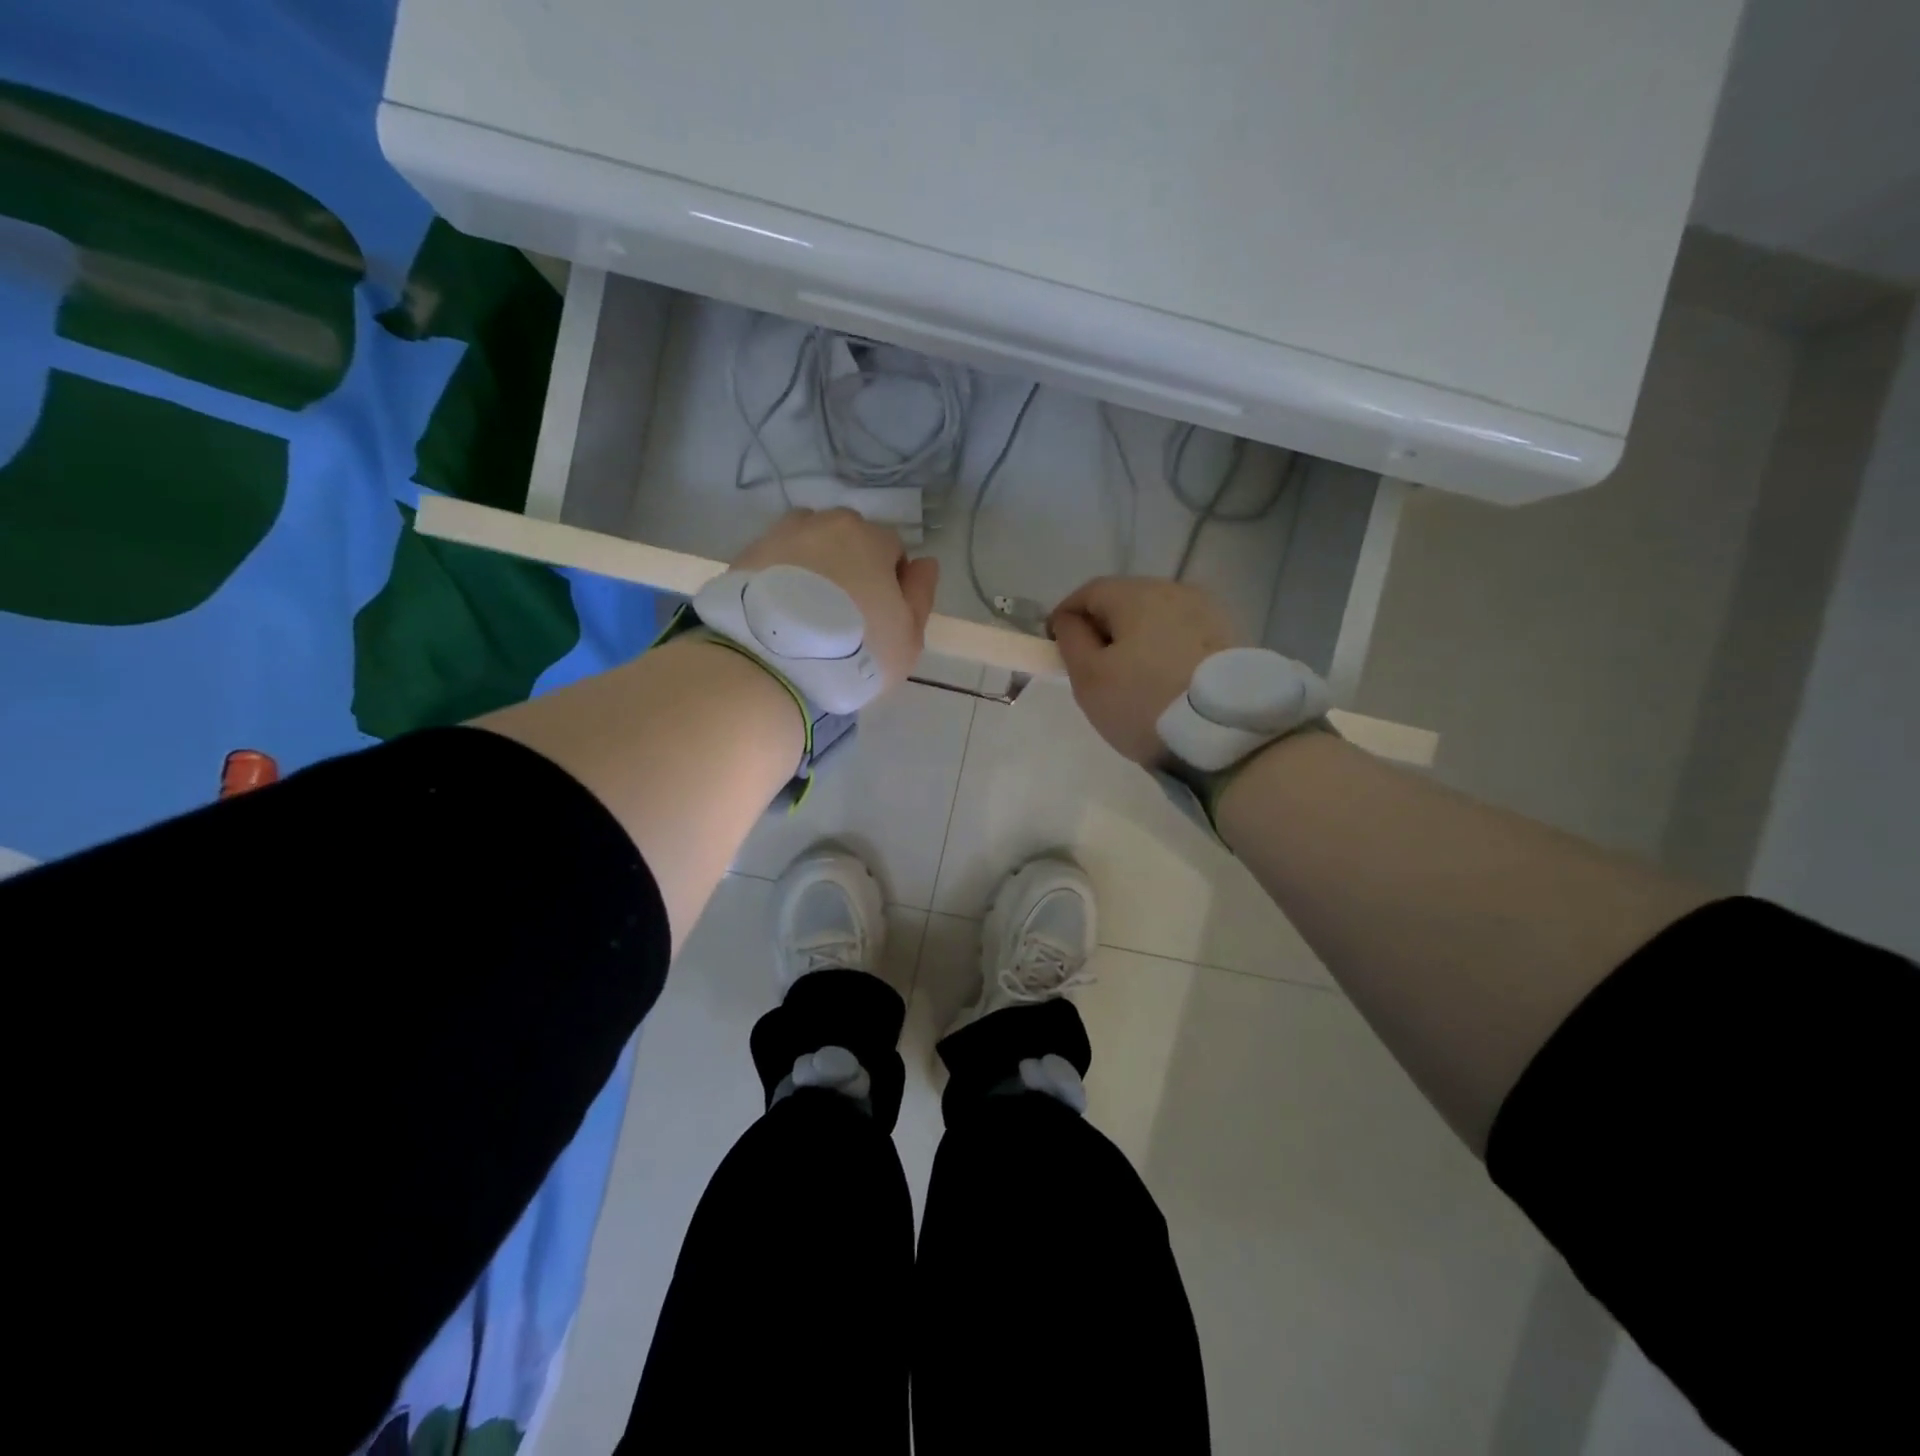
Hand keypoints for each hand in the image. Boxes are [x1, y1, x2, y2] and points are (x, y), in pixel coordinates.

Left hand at [731, 509, 939, 692]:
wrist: (772, 662)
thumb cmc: (855, 650)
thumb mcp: (907, 636)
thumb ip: (921, 595)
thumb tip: (925, 563)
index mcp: (871, 538)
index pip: (892, 549)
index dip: (891, 582)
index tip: (880, 616)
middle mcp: (826, 524)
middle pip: (847, 539)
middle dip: (849, 565)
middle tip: (842, 612)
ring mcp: (781, 536)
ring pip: (808, 543)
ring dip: (813, 564)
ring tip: (806, 608)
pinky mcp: (745, 556)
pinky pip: (774, 561)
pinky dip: (780, 577)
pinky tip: (779, 612)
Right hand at [1049, 577, 1240, 764]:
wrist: (1230, 732)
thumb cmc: (1146, 703)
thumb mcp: (1089, 678)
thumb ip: (1071, 640)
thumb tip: (1069, 619)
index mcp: (1136, 594)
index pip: (1088, 592)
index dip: (1066, 617)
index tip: (1057, 649)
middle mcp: (1175, 589)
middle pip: (1126, 601)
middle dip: (1105, 628)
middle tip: (1094, 668)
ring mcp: (1209, 611)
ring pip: (1157, 618)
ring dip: (1138, 640)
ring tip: (1134, 679)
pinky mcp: (1233, 636)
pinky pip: (1185, 635)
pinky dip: (1168, 650)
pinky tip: (1168, 682)